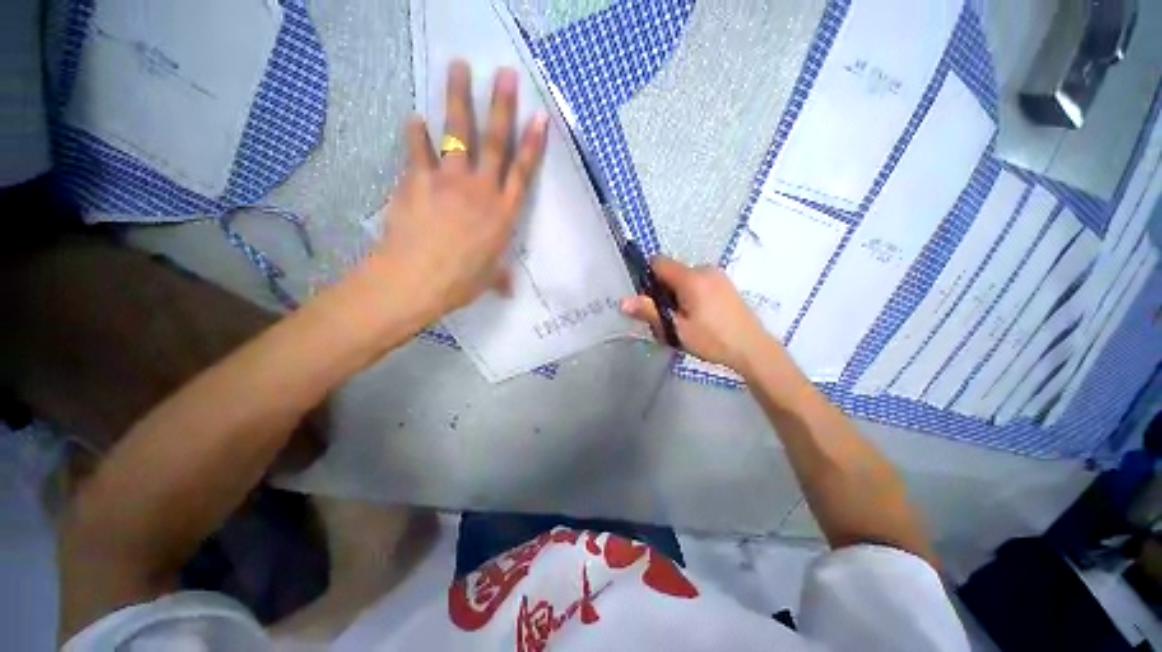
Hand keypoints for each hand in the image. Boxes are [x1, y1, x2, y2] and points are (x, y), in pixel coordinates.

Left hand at [368, 60, 547, 323]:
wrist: (416, 279)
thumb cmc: (459, 282)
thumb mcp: (487, 280)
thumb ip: (500, 277)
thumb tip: (510, 291)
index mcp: (502, 214)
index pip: (522, 172)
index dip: (531, 144)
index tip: (539, 116)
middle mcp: (481, 190)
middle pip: (494, 142)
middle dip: (502, 106)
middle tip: (504, 73)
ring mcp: (448, 181)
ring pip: (457, 133)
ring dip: (459, 99)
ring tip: (458, 67)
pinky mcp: (418, 180)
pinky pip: (418, 151)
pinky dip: (416, 133)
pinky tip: (415, 118)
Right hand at [621, 256, 775, 374]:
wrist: (753, 349)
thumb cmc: (712, 340)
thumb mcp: (676, 329)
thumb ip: (649, 312)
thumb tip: (622, 301)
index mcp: (691, 278)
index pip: (658, 262)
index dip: (647, 278)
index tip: (649, 300)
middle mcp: (704, 269)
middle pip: (670, 272)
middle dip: (662, 291)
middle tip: (667, 318)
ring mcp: (718, 276)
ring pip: (684, 279)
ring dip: (676, 295)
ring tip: (683, 321)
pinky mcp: (725, 284)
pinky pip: (698, 282)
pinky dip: (690, 295)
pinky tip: (699, 317)